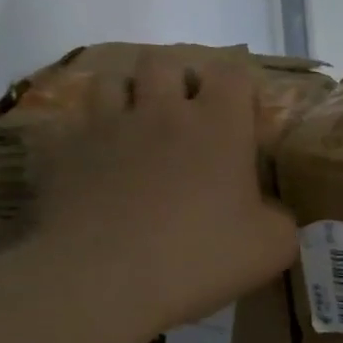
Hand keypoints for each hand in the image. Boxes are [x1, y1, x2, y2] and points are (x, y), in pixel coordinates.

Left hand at [29, 52, 296, 331]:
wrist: (104, 280)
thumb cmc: (201, 256)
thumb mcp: (273, 247)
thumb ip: (280, 219)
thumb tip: (270, 213)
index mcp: (219, 126)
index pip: (233, 73)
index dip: (239, 85)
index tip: (243, 112)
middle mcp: (162, 112)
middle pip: (165, 62)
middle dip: (178, 78)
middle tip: (188, 114)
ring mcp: (106, 128)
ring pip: (111, 81)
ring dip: (128, 96)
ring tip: (138, 128)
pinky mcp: (61, 153)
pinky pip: (71, 127)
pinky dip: (86, 138)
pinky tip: (95, 166)